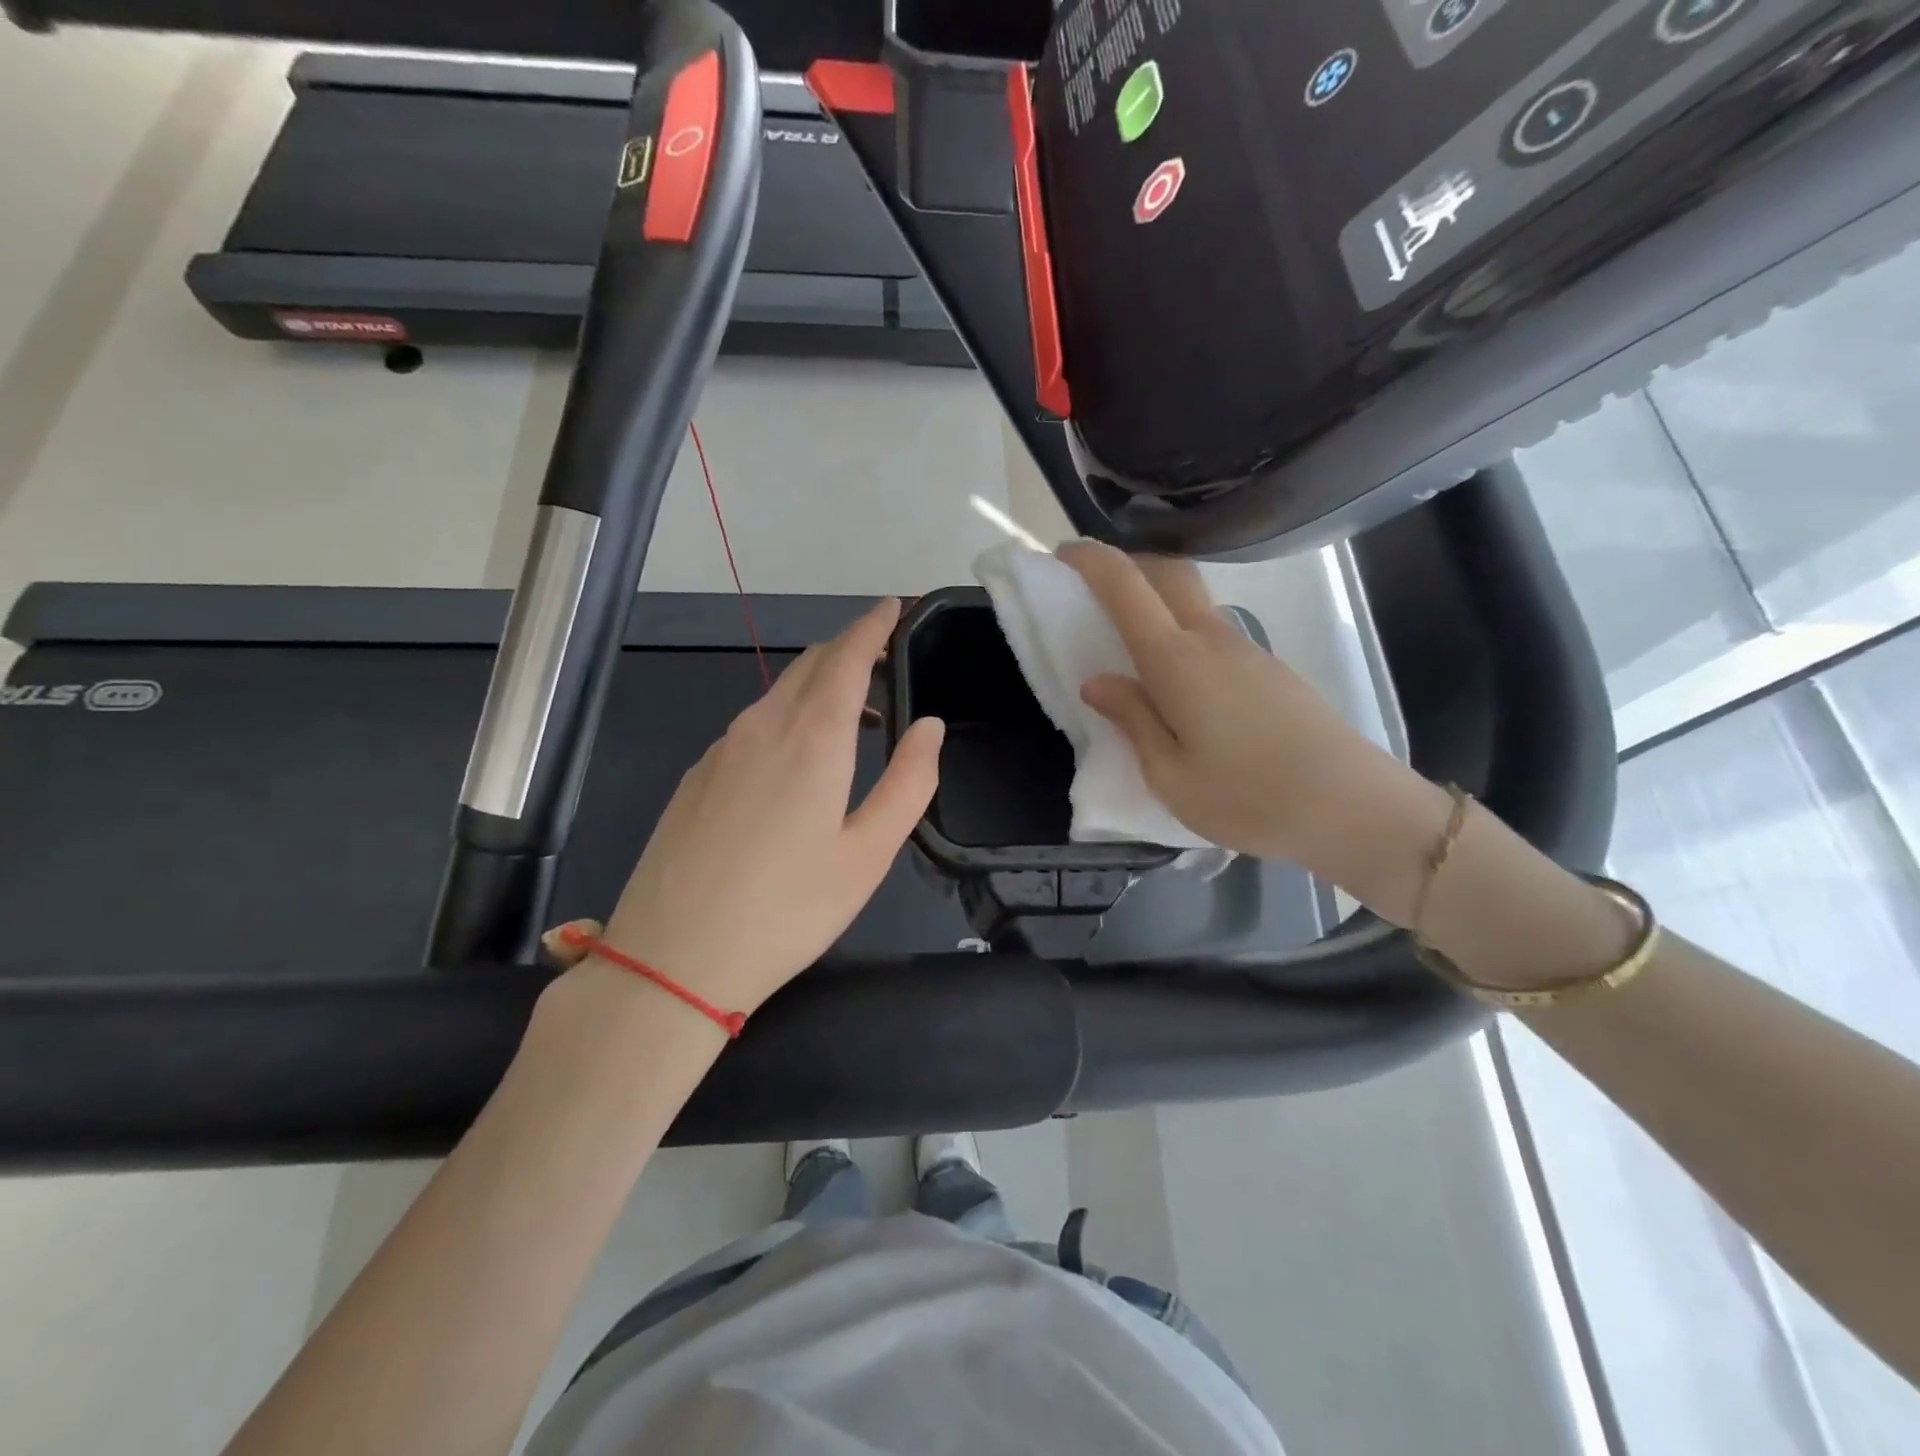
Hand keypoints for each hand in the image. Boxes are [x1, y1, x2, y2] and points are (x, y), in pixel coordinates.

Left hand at [549, 599, 943, 1024]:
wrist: (671, 959)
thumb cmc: (787, 910)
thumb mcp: (868, 854)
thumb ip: (909, 783)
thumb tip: (928, 726)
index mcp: (812, 738)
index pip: (847, 657)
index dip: (873, 626)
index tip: (894, 606)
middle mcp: (761, 727)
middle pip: (809, 664)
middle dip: (849, 648)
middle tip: (884, 657)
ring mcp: (721, 749)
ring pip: (777, 693)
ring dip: (819, 685)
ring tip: (854, 712)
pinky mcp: (697, 776)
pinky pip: (752, 723)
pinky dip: (786, 716)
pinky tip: (796, 758)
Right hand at [1058, 542, 1446, 907]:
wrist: (1353, 808)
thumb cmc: (1249, 799)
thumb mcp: (1170, 776)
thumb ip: (1132, 720)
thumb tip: (1097, 681)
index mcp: (1177, 661)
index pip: (1126, 586)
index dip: (1090, 561)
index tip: (1062, 556)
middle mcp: (1212, 639)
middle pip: (1167, 572)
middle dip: (1125, 564)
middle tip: (1091, 589)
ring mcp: (1247, 649)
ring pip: (1192, 600)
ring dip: (1154, 598)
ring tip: (1127, 642)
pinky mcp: (1268, 667)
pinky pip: (1212, 630)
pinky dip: (1180, 630)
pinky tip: (1176, 680)